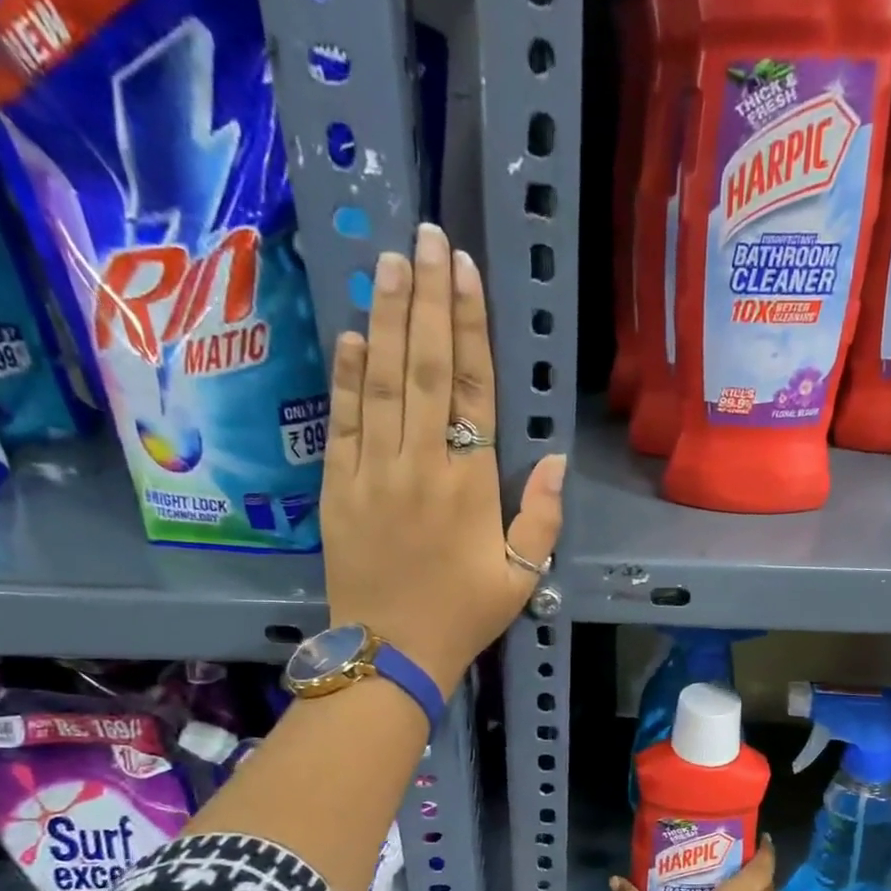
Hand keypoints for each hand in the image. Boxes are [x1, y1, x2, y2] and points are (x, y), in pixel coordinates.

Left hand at [321, 223, 566, 694]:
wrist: (390, 653)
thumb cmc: (463, 616)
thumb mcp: (520, 576)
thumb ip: (540, 516)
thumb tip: (554, 458)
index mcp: (469, 484)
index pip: (471, 388)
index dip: (468, 325)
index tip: (462, 269)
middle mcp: (419, 464)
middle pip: (423, 368)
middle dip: (425, 299)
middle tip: (423, 236)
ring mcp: (371, 473)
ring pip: (380, 383)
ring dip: (384, 320)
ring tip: (387, 264)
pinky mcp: (336, 488)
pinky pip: (341, 422)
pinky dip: (345, 377)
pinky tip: (351, 335)